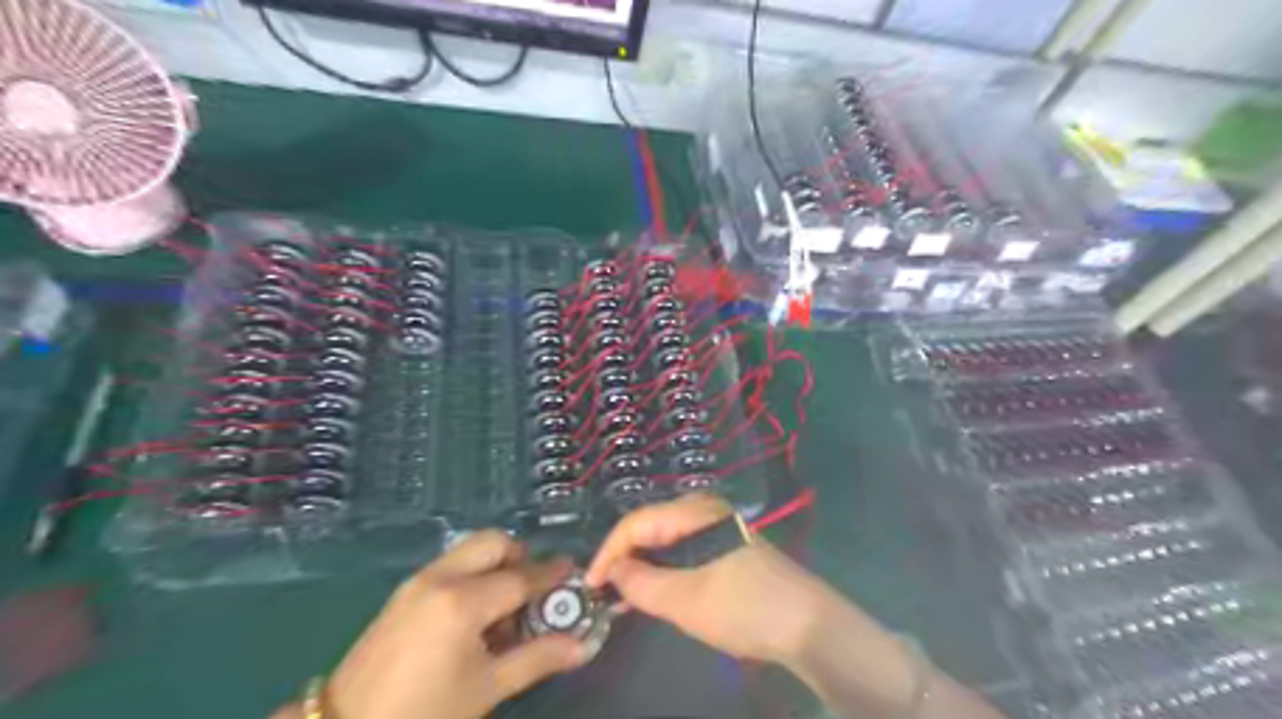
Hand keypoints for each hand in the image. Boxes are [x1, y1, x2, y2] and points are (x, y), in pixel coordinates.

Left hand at [316, 530, 584, 717]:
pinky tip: (474, 615)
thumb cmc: (424, 713)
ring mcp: (418, 581)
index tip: (572, 571)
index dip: (550, 575)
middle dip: (520, 557)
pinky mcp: (404, 592)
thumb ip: (538, 658)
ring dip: (496, 565)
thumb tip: (582, 645)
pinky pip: (450, 565)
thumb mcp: (486, 688)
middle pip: (493, 543)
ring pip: (470, 550)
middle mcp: (441, 578)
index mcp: (463, 601)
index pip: (520, 578)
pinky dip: (472, 574)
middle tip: (533, 590)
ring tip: (504, 607)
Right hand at [582, 495, 832, 668]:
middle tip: (606, 593)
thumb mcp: (686, 600)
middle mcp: (703, 511)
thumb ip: (641, 584)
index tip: (590, 585)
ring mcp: (717, 527)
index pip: (636, 523)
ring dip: (644, 566)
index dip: (608, 552)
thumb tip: (611, 572)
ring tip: (626, 596)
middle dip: (625, 558)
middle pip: (650, 527)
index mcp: (694, 512)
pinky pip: (683, 551)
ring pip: (666, 541)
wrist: (807, 624)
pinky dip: (665, 570)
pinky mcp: (726, 547)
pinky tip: (658, 591)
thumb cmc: (744, 607)